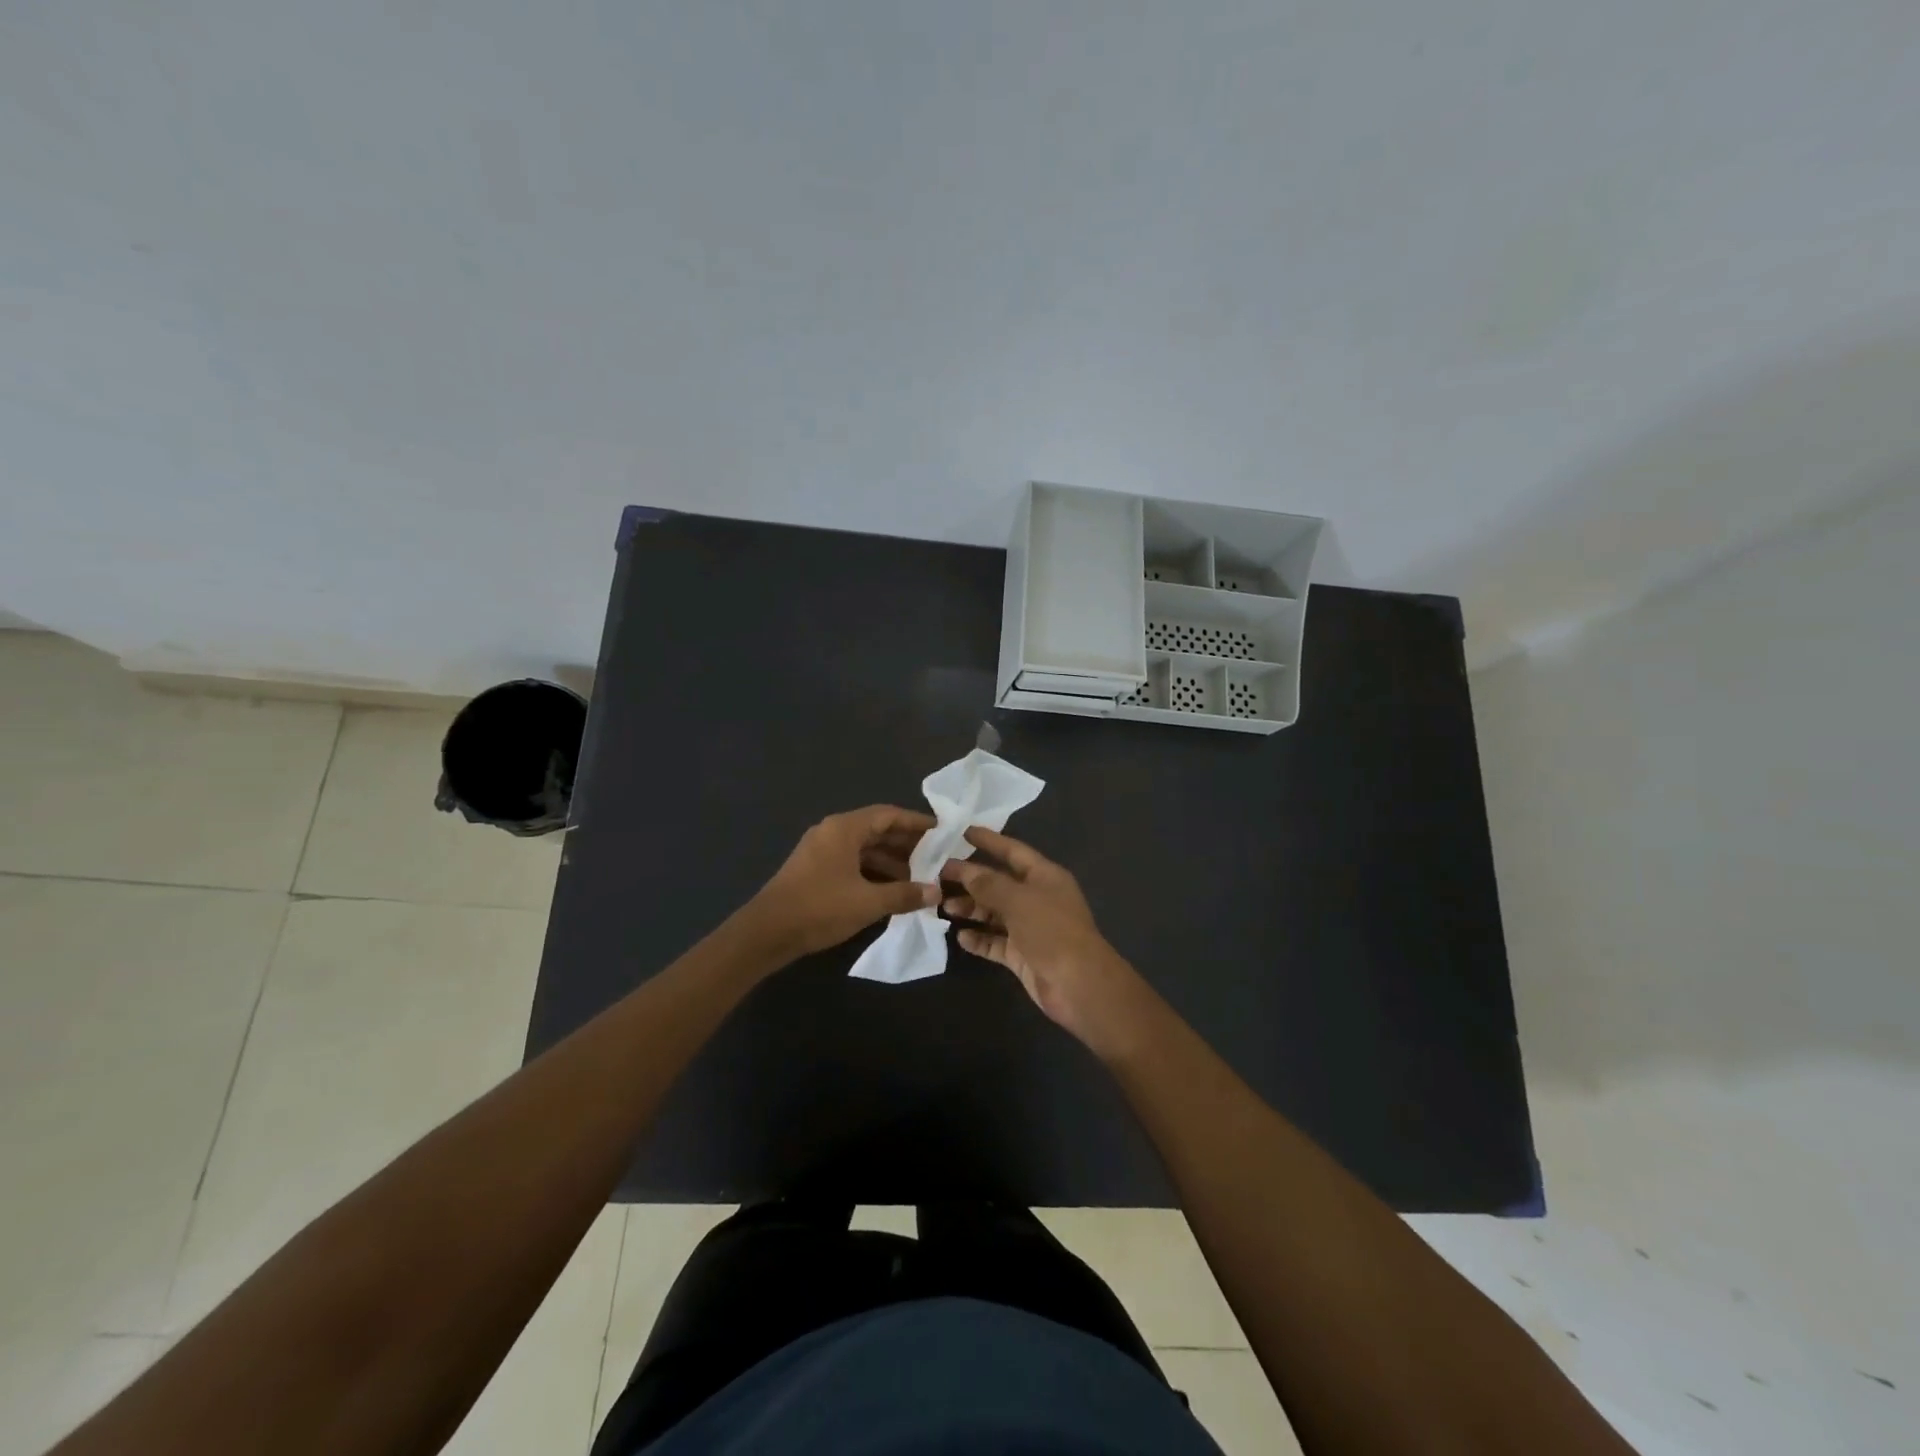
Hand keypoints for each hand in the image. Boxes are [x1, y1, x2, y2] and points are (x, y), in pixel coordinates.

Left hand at [747, 804, 938, 958]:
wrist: (766, 933)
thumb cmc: (820, 908)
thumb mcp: (868, 902)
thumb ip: (904, 894)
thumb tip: (936, 892)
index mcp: (844, 829)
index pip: (888, 815)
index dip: (916, 823)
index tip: (942, 832)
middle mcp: (832, 832)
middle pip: (876, 831)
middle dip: (906, 845)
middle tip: (935, 859)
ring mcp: (821, 851)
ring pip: (864, 849)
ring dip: (890, 862)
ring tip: (918, 879)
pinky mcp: (814, 870)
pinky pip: (852, 863)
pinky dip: (873, 872)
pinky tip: (890, 891)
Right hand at [941, 828, 1162, 1060]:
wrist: (1079, 985)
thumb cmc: (1052, 931)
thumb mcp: (1018, 900)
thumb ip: (989, 884)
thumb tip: (964, 869)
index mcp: (1045, 876)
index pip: (1012, 851)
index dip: (988, 840)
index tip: (960, 831)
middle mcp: (1037, 898)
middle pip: (999, 883)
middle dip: (971, 879)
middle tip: (937, 875)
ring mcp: (1030, 928)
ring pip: (994, 913)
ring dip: (971, 909)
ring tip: (943, 907)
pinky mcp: (1022, 954)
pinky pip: (995, 941)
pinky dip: (979, 939)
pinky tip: (960, 936)